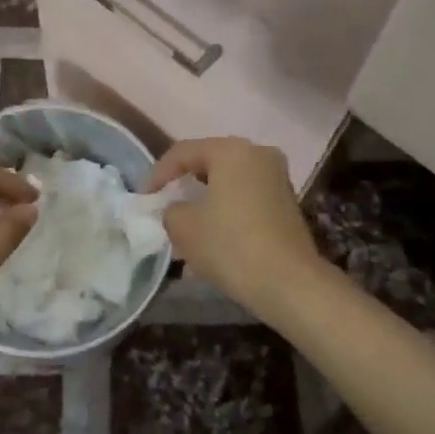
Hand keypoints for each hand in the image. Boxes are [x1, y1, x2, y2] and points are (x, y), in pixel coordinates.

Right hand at [147, 137, 323, 319]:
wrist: (289, 283)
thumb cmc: (231, 245)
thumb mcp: (184, 227)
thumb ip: (170, 210)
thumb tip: (175, 210)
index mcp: (231, 150)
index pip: (183, 152)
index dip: (158, 174)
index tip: (145, 198)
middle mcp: (258, 154)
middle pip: (209, 162)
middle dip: (184, 184)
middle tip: (164, 206)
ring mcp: (277, 177)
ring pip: (229, 181)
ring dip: (205, 198)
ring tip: (185, 224)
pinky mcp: (287, 202)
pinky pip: (246, 196)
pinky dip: (226, 208)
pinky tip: (212, 233)